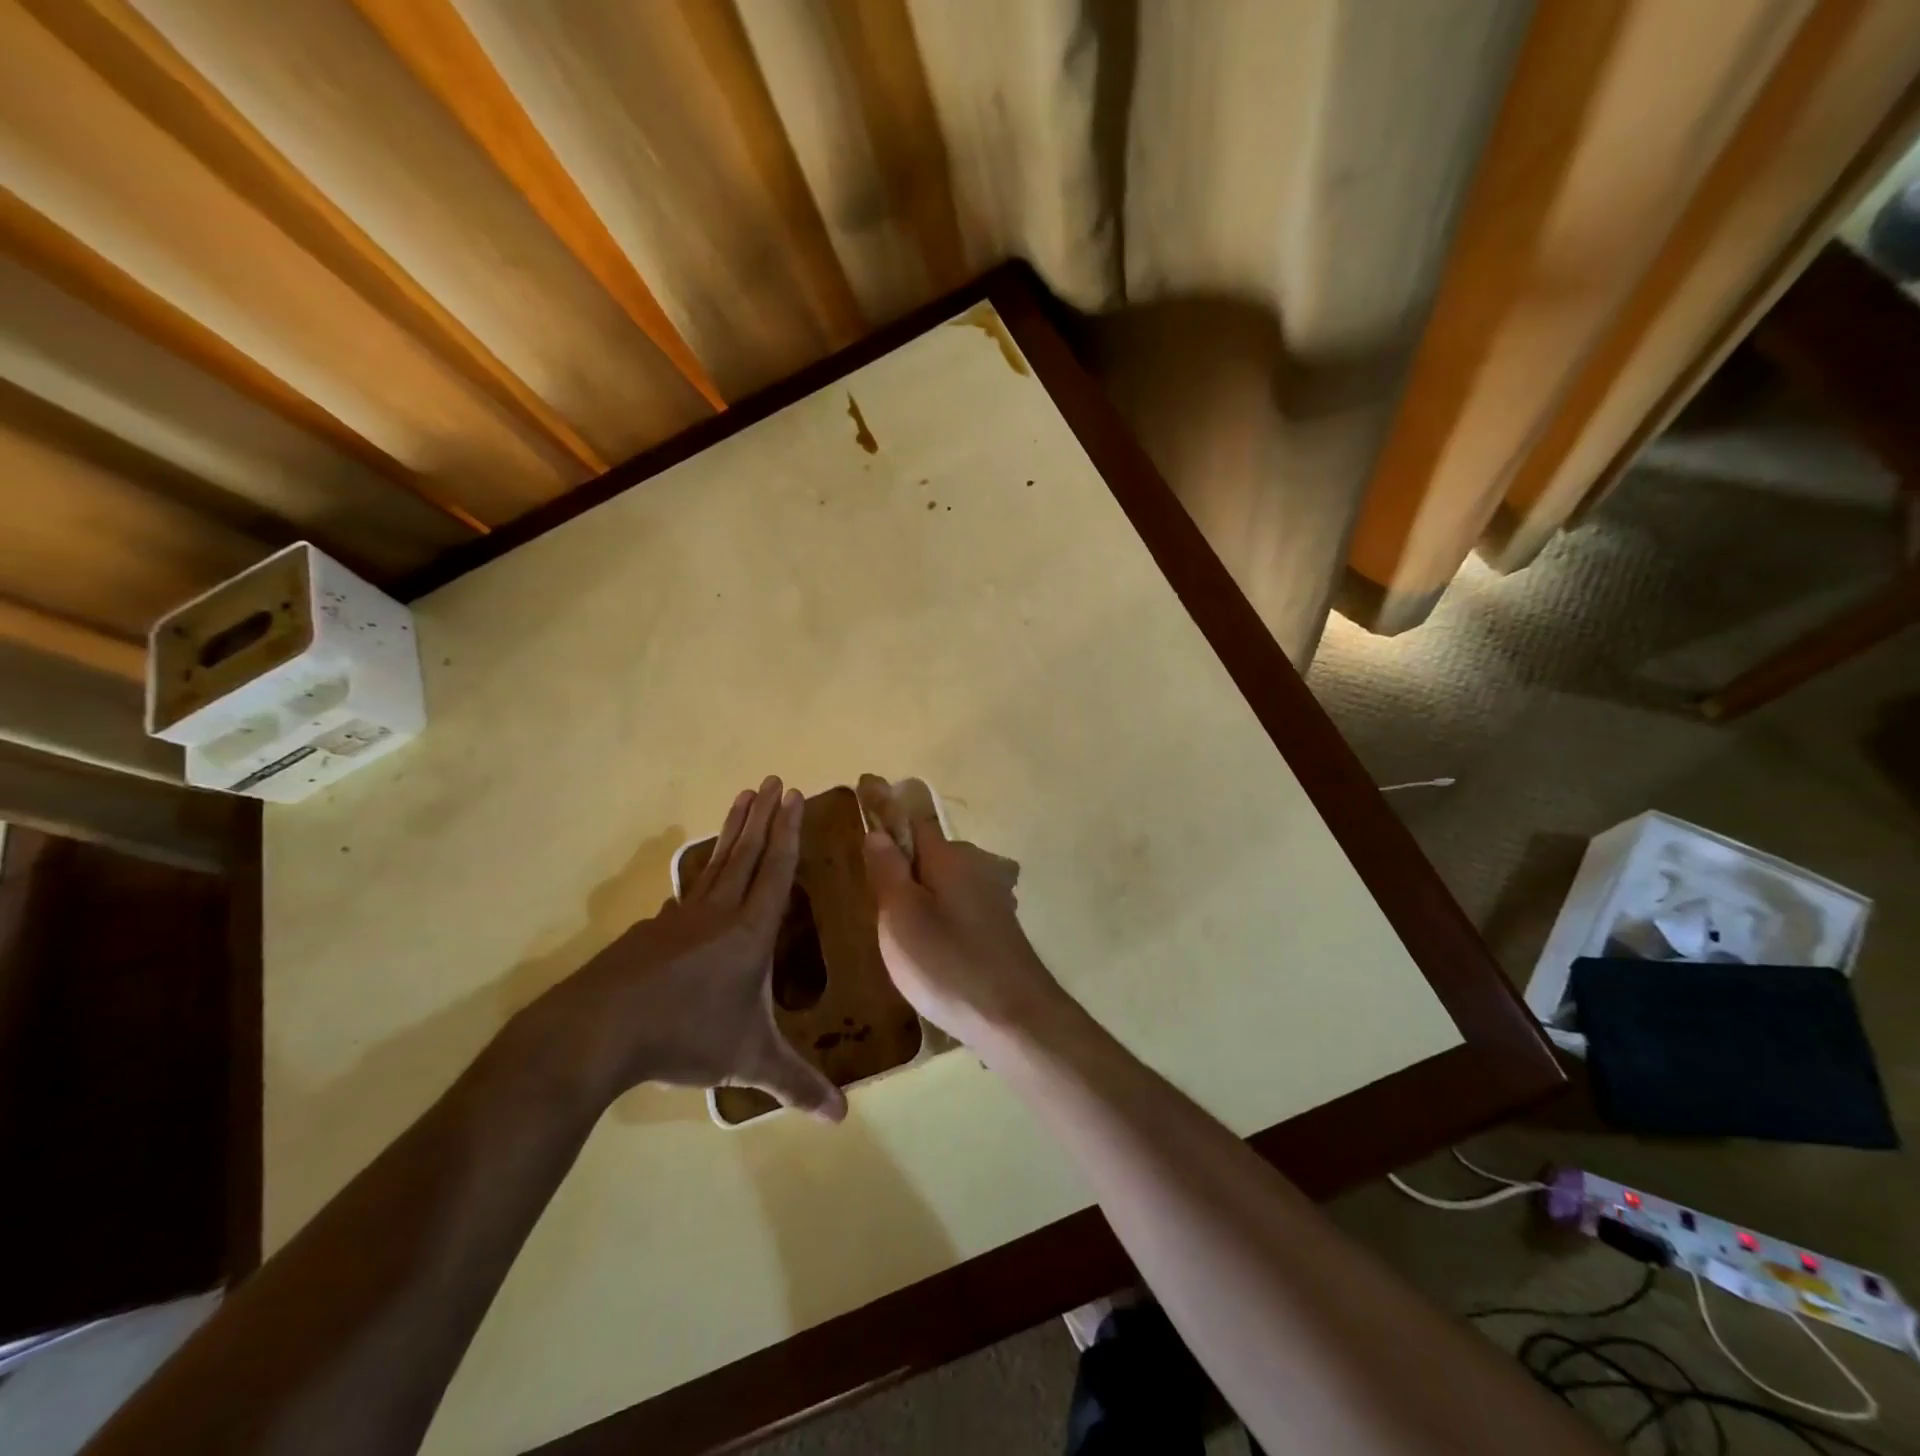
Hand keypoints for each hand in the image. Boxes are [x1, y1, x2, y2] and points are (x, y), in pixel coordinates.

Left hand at [517, 777, 845, 1120]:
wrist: (597, 1032)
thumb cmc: (684, 1037)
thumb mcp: (747, 1061)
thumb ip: (795, 1085)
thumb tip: (841, 1119)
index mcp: (750, 932)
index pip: (777, 871)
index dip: (788, 832)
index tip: (793, 795)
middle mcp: (718, 913)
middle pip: (747, 853)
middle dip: (764, 816)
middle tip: (772, 779)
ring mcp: (679, 918)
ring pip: (715, 864)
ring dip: (733, 830)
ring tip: (741, 799)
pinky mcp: (651, 932)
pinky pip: (685, 895)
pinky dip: (699, 877)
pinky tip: (693, 884)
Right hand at [859, 781, 1072, 1049]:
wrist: (1015, 1017)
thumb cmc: (949, 964)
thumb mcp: (902, 918)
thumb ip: (888, 871)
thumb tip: (878, 832)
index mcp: (949, 857)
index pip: (911, 818)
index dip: (885, 806)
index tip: (863, 786)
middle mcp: (975, 866)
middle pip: (929, 849)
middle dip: (901, 855)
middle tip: (868, 880)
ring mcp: (992, 896)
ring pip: (944, 878)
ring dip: (920, 887)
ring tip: (893, 919)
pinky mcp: (998, 925)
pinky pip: (957, 903)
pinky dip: (938, 909)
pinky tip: (929, 940)